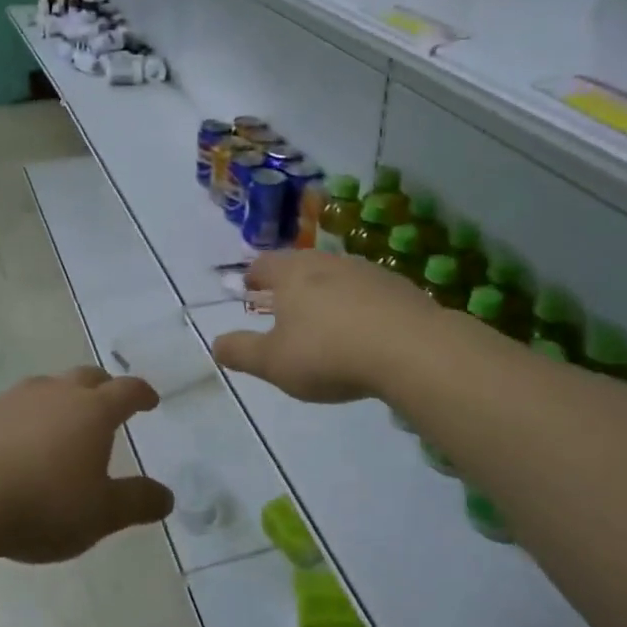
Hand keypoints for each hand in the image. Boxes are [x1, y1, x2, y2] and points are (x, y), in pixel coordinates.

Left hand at [0, 367, 171, 563]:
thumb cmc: (42, 505)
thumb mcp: (99, 515)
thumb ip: (136, 503)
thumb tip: (167, 497)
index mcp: (92, 411)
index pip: (127, 391)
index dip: (142, 393)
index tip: (150, 400)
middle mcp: (55, 393)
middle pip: (87, 377)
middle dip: (103, 387)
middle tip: (108, 403)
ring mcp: (13, 399)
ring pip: (45, 387)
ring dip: (59, 399)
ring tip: (59, 423)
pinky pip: (9, 408)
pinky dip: (21, 418)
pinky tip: (12, 444)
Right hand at [211, 249, 441, 403]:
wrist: (411, 349)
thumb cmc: (329, 354)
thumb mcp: (274, 363)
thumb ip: (242, 352)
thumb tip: (215, 344)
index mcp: (292, 274)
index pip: (265, 264)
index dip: (254, 275)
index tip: (249, 285)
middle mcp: (328, 263)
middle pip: (301, 265)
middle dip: (289, 282)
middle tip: (283, 301)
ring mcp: (367, 272)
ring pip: (336, 275)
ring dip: (326, 292)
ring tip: (324, 317)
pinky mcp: (399, 288)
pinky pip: (368, 291)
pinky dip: (358, 305)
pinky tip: (364, 329)